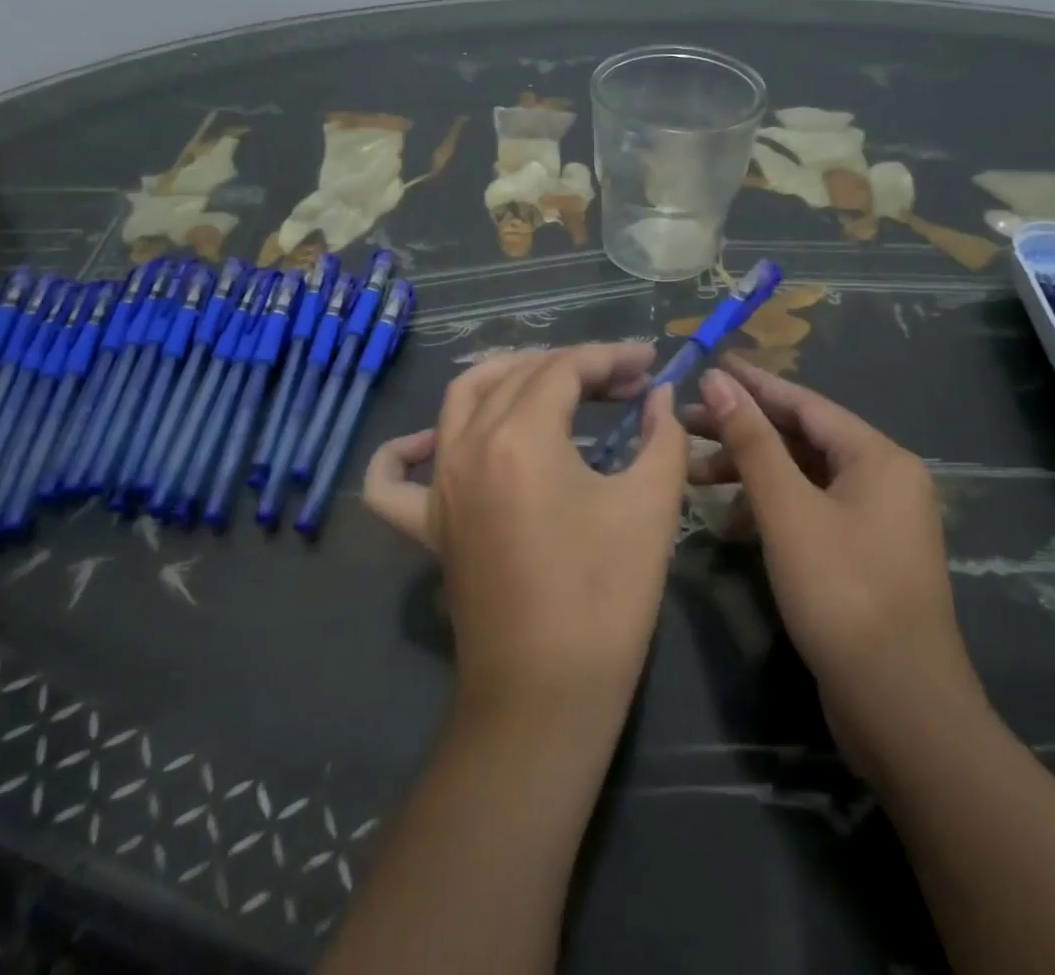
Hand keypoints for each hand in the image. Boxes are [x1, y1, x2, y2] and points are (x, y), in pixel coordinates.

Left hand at [365, 344, 689, 728]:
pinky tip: (430, 442)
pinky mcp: (427, 525)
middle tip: (623, 383)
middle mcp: (468, 446)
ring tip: (552, 383)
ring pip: (460, 401)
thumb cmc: (605, 597)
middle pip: (519, 377)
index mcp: (521, 436)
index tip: (650, 364)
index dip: (611, 358)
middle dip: (574, 367)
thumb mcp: (650, 506)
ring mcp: (439, 486)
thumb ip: (661, 436)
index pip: (565, 369)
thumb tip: (660, 397)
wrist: (547, 697)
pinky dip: (402, 452)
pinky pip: (393, 480)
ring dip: (506, 378)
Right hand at [690, 357, 984, 772]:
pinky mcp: (862, 555)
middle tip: (686, 423)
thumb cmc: (842, 594)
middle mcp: (883, 480)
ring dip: (750, 473)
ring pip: (802, 477)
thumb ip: (751, 441)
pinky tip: (730, 526)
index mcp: (877, 458)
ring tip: (695, 476)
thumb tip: (718, 381)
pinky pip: (809, 511)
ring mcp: (875, 521)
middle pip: (802, 438)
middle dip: (743, 431)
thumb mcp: (787, 510)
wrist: (902, 710)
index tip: (708, 365)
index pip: (804, 403)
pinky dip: (769, 510)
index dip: (752, 383)